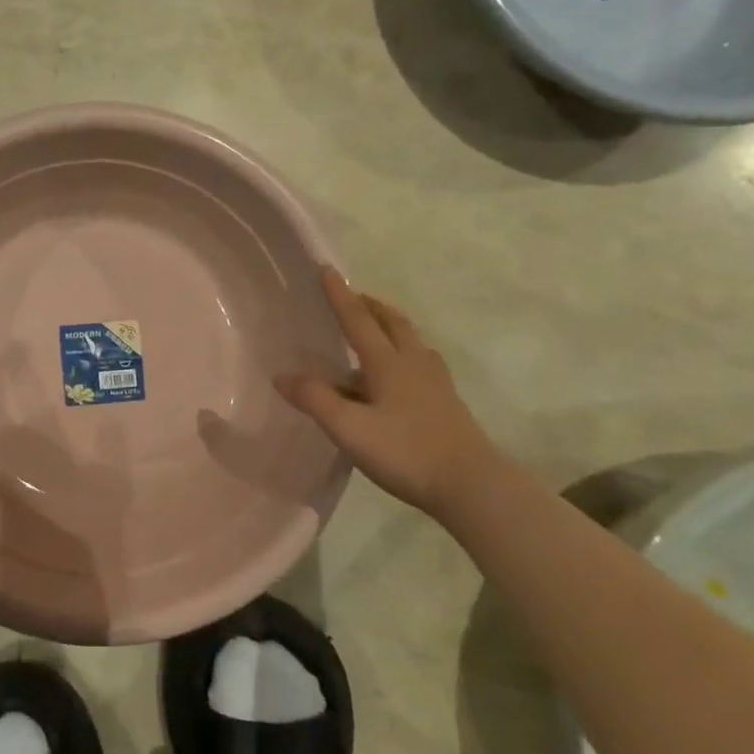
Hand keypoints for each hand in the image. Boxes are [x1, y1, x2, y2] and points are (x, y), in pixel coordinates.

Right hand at [274, 268, 511, 514]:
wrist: (472, 485)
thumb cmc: (405, 452)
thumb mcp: (349, 429)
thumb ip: (315, 399)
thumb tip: (282, 375)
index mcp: (387, 363)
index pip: (358, 319)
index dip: (339, 294)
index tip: (326, 268)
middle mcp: (413, 363)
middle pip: (392, 322)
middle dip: (370, 305)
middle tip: (353, 296)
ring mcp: (435, 382)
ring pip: (411, 340)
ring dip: (390, 324)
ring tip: (375, 328)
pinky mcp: (447, 402)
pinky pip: (421, 362)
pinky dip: (405, 352)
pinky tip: (401, 372)